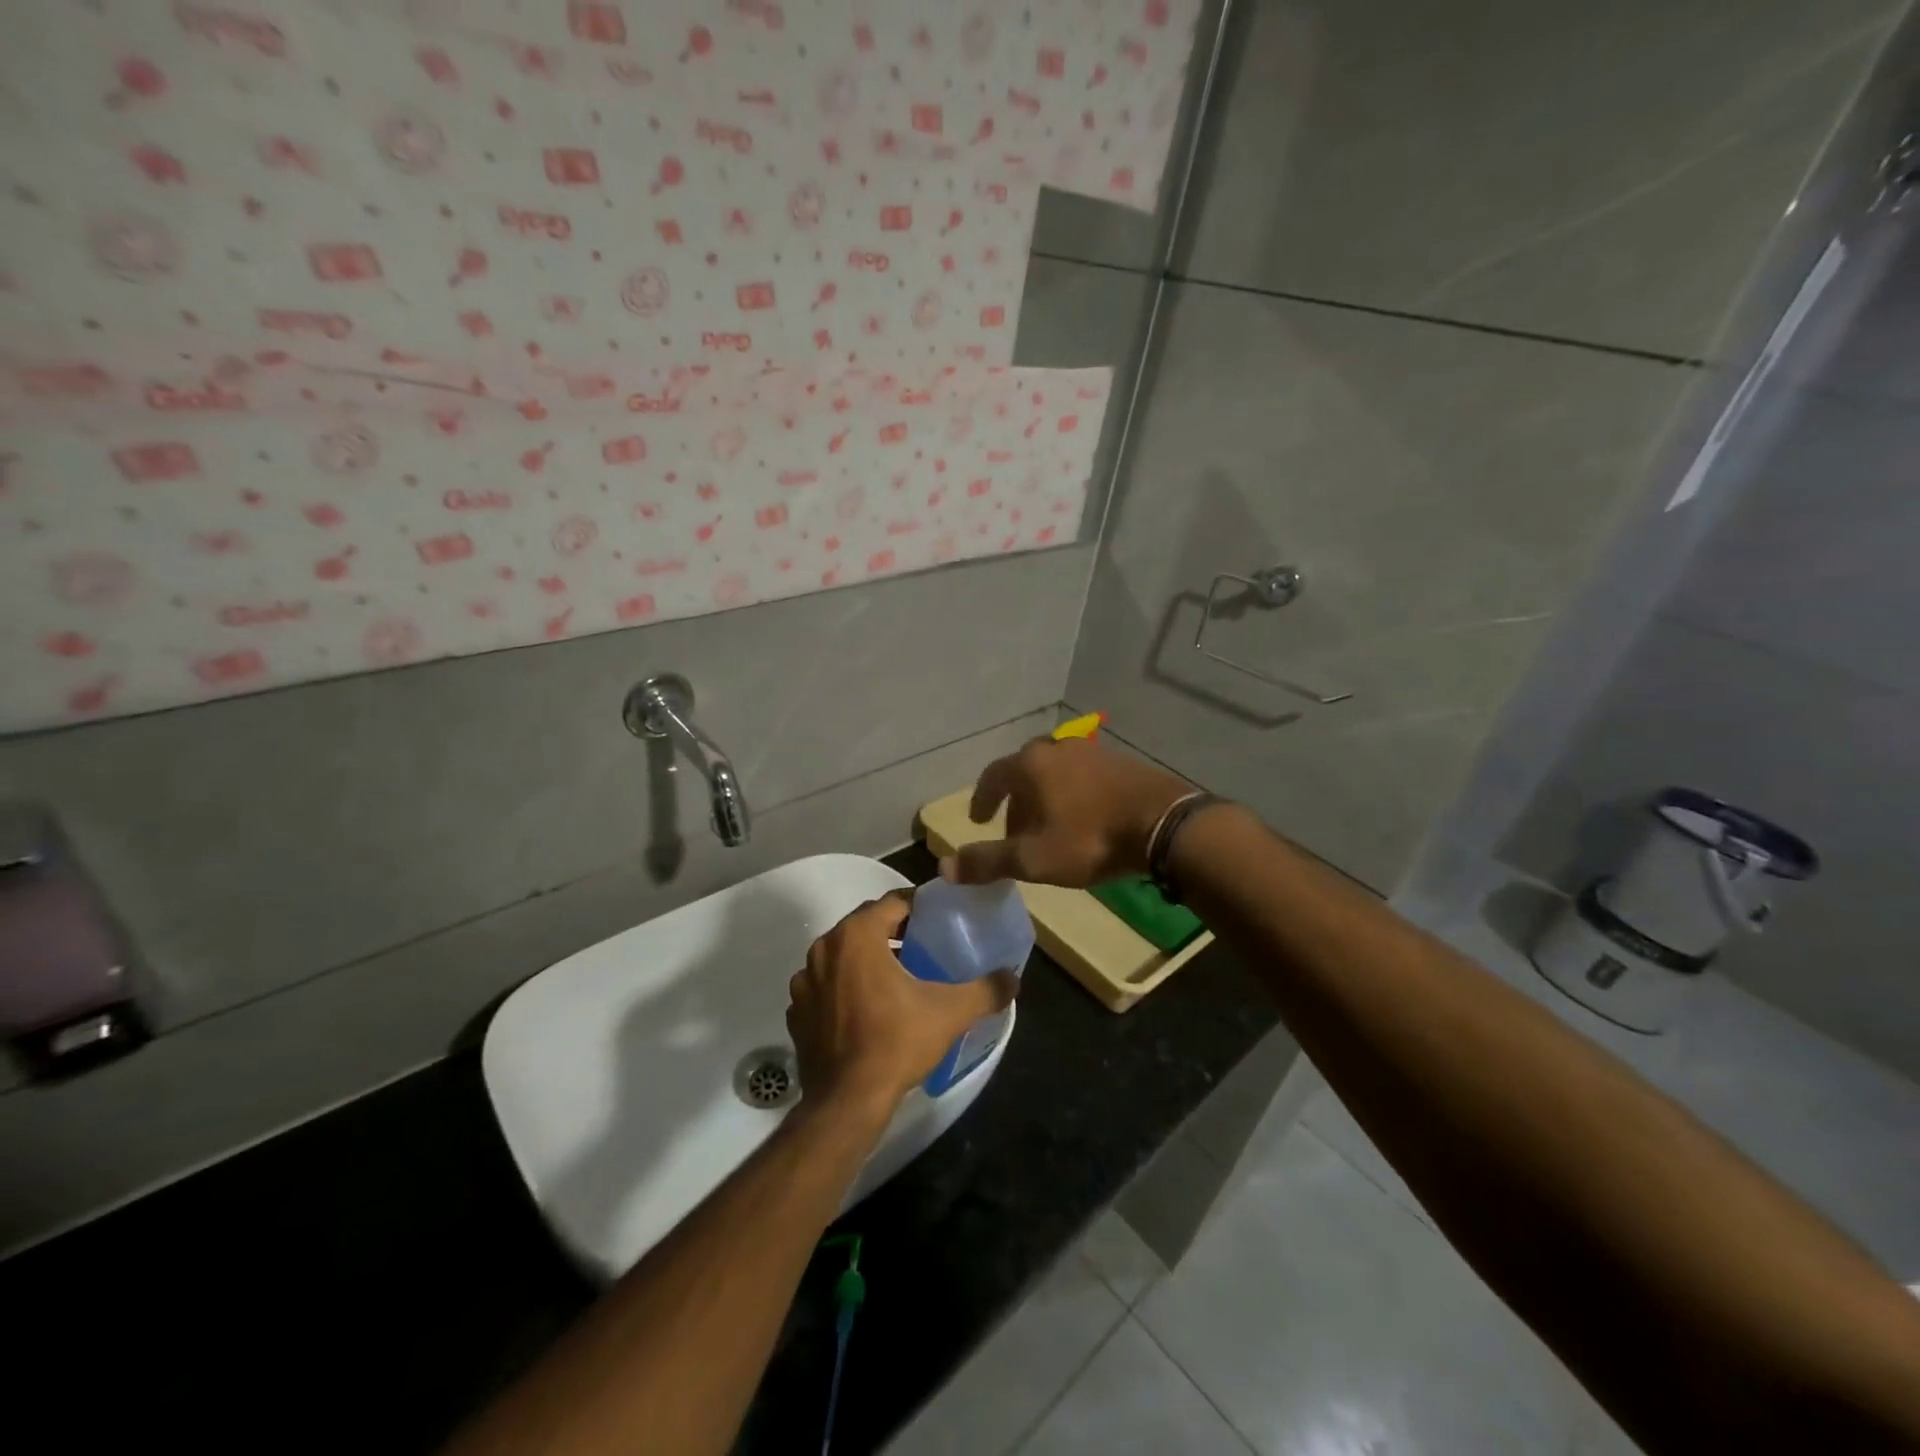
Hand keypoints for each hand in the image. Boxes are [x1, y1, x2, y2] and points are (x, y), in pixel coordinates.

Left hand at [787, 892, 1019, 1113]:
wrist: (846, 1102)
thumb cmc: (896, 1043)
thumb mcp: (950, 1012)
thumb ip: (986, 990)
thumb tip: (1013, 978)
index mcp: (856, 935)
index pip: (892, 902)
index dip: (919, 908)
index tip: (939, 920)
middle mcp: (824, 948)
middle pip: (865, 925)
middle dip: (893, 931)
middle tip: (924, 946)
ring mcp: (805, 981)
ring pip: (843, 955)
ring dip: (867, 959)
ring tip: (897, 977)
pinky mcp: (796, 1012)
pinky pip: (825, 986)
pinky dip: (845, 989)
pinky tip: (866, 1009)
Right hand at [942, 736, 1190, 888]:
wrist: (1163, 825)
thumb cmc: (1089, 839)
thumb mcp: (1033, 858)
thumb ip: (987, 861)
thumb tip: (943, 867)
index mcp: (1031, 765)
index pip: (993, 776)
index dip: (982, 798)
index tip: (977, 819)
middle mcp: (1058, 748)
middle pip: (1025, 771)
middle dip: (1015, 801)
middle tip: (1014, 830)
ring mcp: (1092, 752)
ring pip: (1056, 772)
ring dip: (1045, 797)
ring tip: (1049, 828)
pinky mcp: (1121, 763)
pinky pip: (1083, 776)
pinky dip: (1072, 794)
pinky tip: (1084, 819)